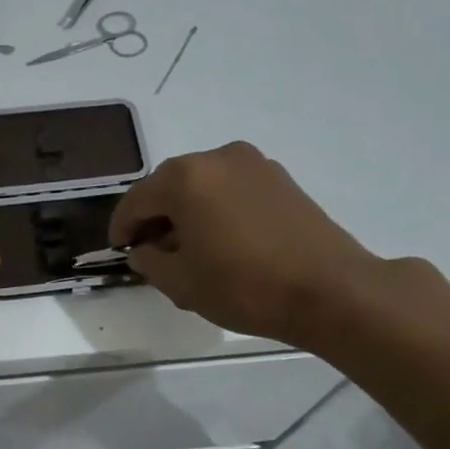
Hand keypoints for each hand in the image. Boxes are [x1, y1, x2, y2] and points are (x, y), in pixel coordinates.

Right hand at [109, 142, 387, 348]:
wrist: (330, 290)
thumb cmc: (244, 286)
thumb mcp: (181, 283)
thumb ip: (149, 261)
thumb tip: (143, 250)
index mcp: (185, 178)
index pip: (137, 200)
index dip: (122, 227)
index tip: (119, 249)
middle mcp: (217, 158)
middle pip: (170, 186)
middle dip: (155, 216)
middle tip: (151, 250)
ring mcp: (253, 164)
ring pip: (202, 185)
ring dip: (187, 212)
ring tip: (188, 248)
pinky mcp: (280, 179)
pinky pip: (231, 189)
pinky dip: (216, 209)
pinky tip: (221, 240)